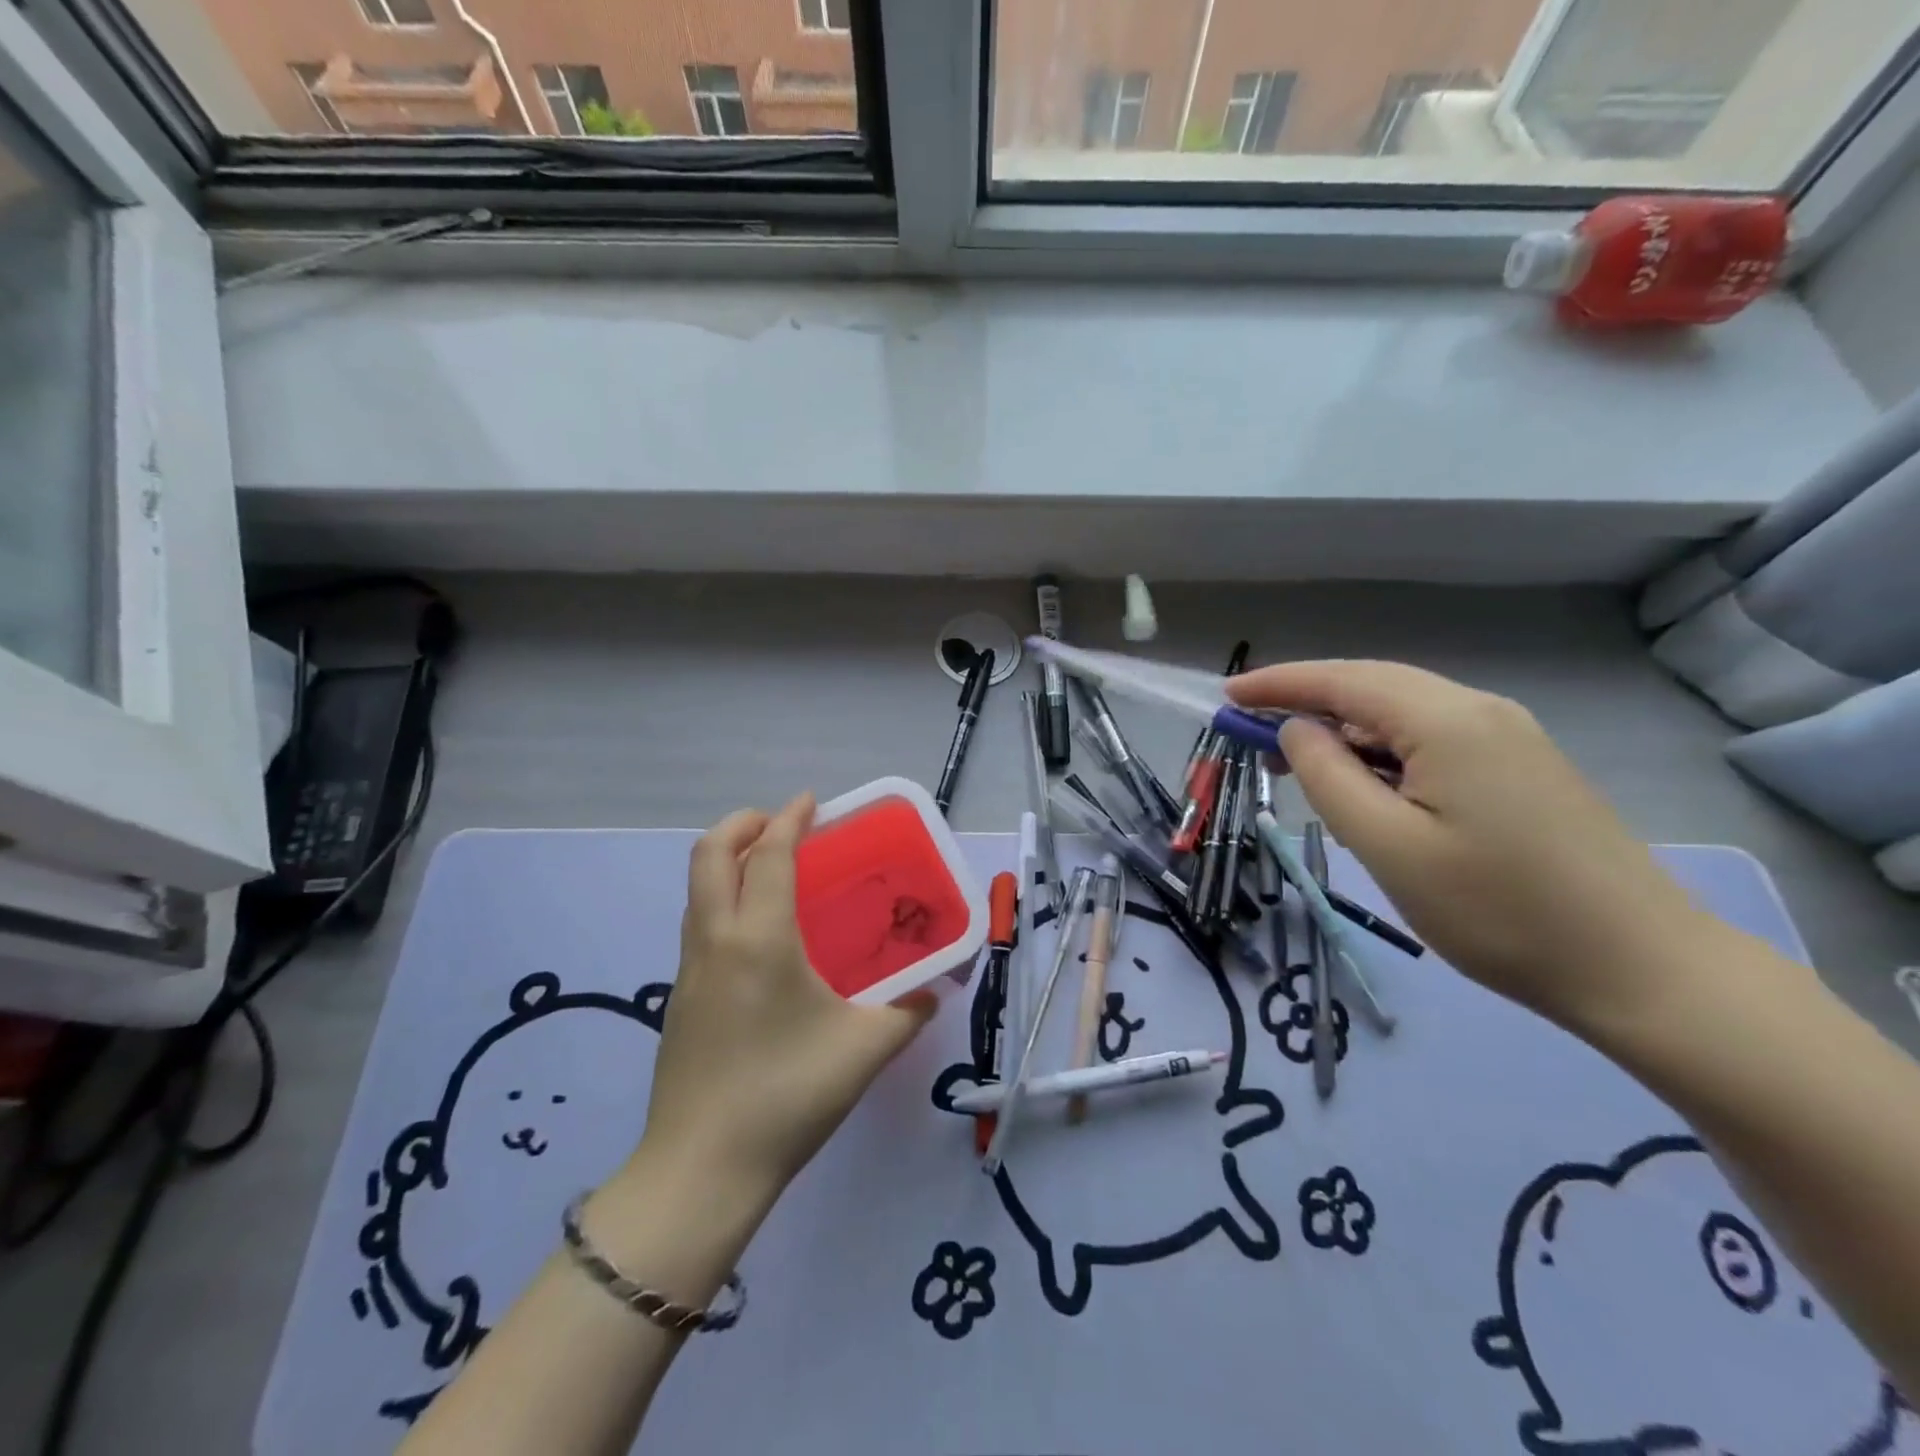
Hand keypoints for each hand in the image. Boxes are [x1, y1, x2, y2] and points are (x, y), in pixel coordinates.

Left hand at [638, 794, 935, 1204]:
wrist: (701, 1171)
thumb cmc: (787, 1097)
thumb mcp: (864, 1050)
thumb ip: (908, 1013)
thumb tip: (934, 992)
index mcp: (759, 939)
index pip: (766, 855)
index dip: (788, 819)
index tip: (810, 801)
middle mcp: (715, 941)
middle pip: (709, 855)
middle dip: (741, 824)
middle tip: (780, 824)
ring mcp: (688, 970)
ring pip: (696, 890)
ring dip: (726, 861)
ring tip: (768, 869)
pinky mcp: (679, 999)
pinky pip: (697, 924)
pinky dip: (721, 900)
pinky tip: (756, 935)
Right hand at [1230, 660, 1727, 1039]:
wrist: (1641, 969)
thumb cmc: (1497, 911)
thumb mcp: (1388, 847)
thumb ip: (1328, 777)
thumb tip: (1296, 731)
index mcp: (1447, 721)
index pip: (1342, 680)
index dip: (1278, 684)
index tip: (1226, 696)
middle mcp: (1480, 711)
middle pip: (1372, 687)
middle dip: (1305, 703)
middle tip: (1248, 734)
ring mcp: (1509, 738)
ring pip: (1403, 713)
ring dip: (1343, 730)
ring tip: (1295, 764)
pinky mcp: (1522, 768)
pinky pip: (1432, 738)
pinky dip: (1381, 750)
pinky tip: (1364, 782)